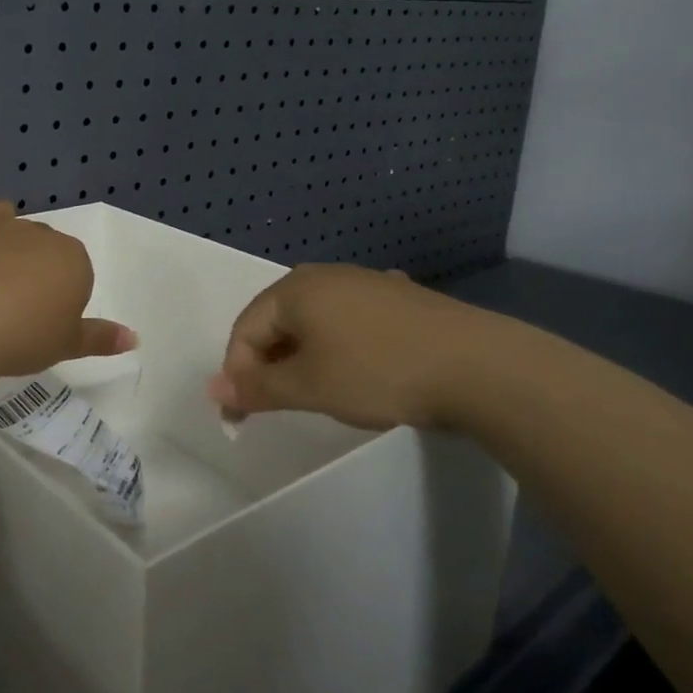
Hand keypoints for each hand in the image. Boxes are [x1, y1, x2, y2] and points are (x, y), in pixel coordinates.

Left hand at [0, 178, 135, 379]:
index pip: (74, 272)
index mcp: (71, 258)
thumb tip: (133, 337)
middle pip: (40, 244)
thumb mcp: (66, 345)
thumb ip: (100, 338)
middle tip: (12, 306)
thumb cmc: (20, 338)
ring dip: (3, 234)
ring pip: (5, 216)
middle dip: (31, 266)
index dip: (58, 296)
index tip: (40, 322)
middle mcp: (36, 233)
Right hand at [206, 264, 511, 431]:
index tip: (242, 417)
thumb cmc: (378, 372)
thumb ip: (256, 388)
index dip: (237, 373)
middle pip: (277, 321)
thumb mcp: (309, 387)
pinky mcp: (399, 298)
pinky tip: (361, 367)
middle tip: (279, 404)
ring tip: (320, 390)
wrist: (480, 366)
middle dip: (270, 364)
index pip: (245, 329)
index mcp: (294, 289)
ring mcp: (365, 282)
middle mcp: (324, 275)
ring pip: (315, 321)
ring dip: (304, 356)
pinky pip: (349, 320)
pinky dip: (340, 346)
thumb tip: (213, 389)